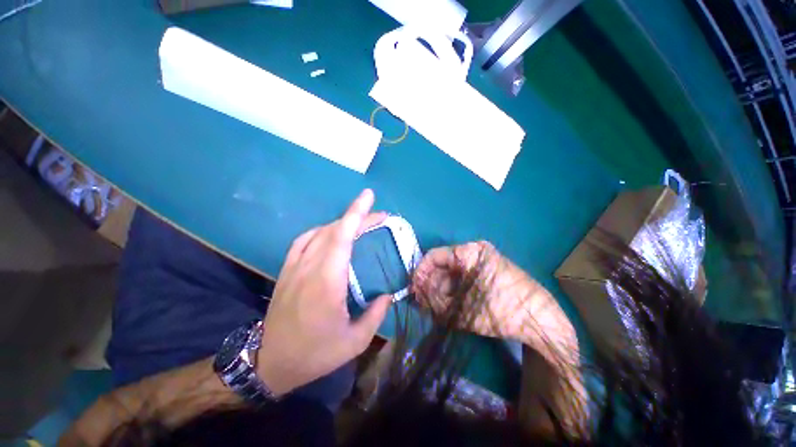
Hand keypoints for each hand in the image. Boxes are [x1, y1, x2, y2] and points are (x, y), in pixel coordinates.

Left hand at [256, 189, 392, 395]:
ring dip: (343, 223)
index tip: (369, 197)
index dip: (356, 213)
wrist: (270, 363)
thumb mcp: (354, 342)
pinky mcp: (287, 270)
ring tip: (361, 224)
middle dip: (359, 217)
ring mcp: (295, 267)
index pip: (342, 237)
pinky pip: (304, 240)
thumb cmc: (315, 354)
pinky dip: (321, 231)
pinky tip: (331, 233)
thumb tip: (388, 296)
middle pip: (335, 230)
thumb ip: (376, 315)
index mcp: (328, 282)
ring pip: (321, 232)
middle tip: (379, 216)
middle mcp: (310, 267)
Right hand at [412, 241, 541, 340]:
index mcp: (468, 252)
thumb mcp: (462, 310)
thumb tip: (418, 295)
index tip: (413, 289)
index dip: (420, 272)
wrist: (541, 319)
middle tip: (423, 302)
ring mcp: (483, 257)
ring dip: (442, 288)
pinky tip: (451, 303)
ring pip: (453, 270)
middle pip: (443, 264)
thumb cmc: (501, 311)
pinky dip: (455, 288)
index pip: (434, 256)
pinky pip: (464, 274)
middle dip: (431, 283)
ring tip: (436, 307)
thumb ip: (434, 301)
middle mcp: (475, 249)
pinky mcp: (489, 267)